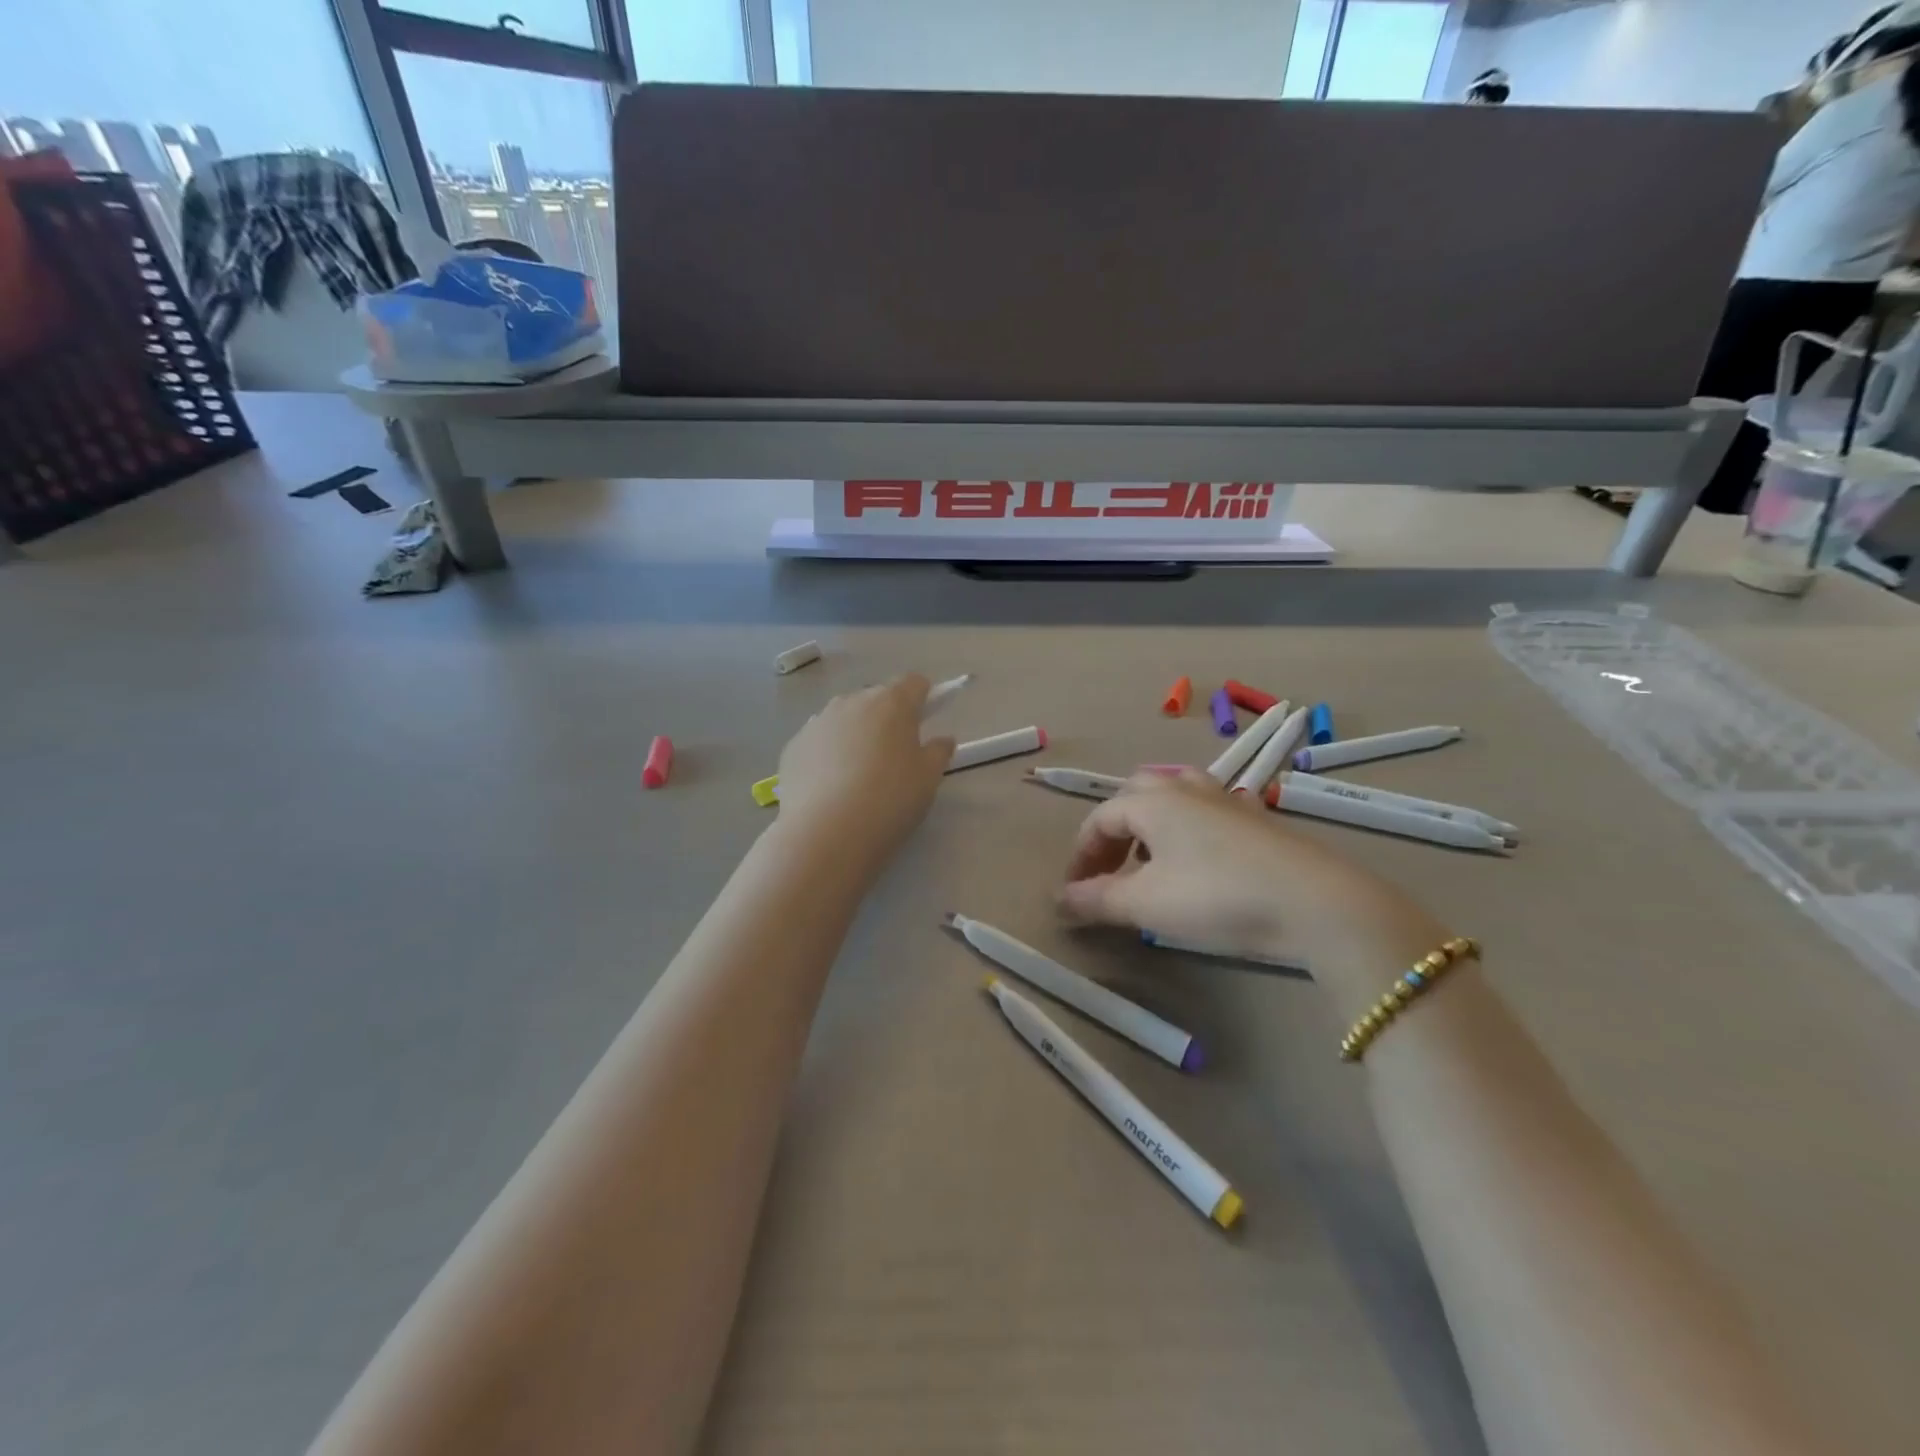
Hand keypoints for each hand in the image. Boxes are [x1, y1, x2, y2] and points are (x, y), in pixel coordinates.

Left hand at [775, 675, 955, 861]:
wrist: (825, 833)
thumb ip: (939, 752)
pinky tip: (831, 786)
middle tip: (894, 756)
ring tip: (858, 775)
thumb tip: (942, 739)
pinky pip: (819, 741)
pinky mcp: (793, 745)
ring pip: (844, 719)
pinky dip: (827, 754)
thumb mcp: (928, 779)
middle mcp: (852, 701)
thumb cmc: (889, 799)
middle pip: (877, 699)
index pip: (914, 683)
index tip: (925, 724)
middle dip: (887, 718)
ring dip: (855, 734)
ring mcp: (818, 722)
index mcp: (892, 702)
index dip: (923, 699)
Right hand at [1058, 770, 1452, 988]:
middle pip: (1134, 796)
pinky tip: (1200, 859)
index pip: (1099, 819)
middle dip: (1114, 832)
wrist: (1315, 902)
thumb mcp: (1145, 904)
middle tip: (1109, 871)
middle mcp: (1185, 788)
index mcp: (1151, 801)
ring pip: (1175, 796)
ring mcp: (1226, 799)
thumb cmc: (1215, 896)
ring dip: (1152, 824)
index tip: (1073, 893)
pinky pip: (1209, 811)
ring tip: (1151, 860)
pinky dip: (1189, 829)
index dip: (1080, 855)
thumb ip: (1097, 899)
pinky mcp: (1258, 819)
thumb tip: (1060, 900)